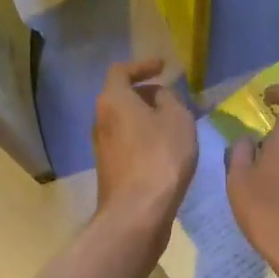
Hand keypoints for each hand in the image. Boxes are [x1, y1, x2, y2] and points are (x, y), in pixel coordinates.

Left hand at [92, 59, 196, 234]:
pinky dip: (145, 140)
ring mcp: (102, 147)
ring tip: (175, 126)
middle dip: (148, 95)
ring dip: (148, 120)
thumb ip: (169, 99)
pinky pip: (129, 143)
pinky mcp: (110, 169)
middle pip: (122, 97)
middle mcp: (101, 120)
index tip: (162, 67)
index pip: (121, 71)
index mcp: (113, 100)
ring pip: (126, 122)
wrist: (137, 212)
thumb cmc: (160, 157)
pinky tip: (166, 151)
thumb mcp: (177, 119)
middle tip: (174, 100)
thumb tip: (159, 97)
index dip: (142, 65)